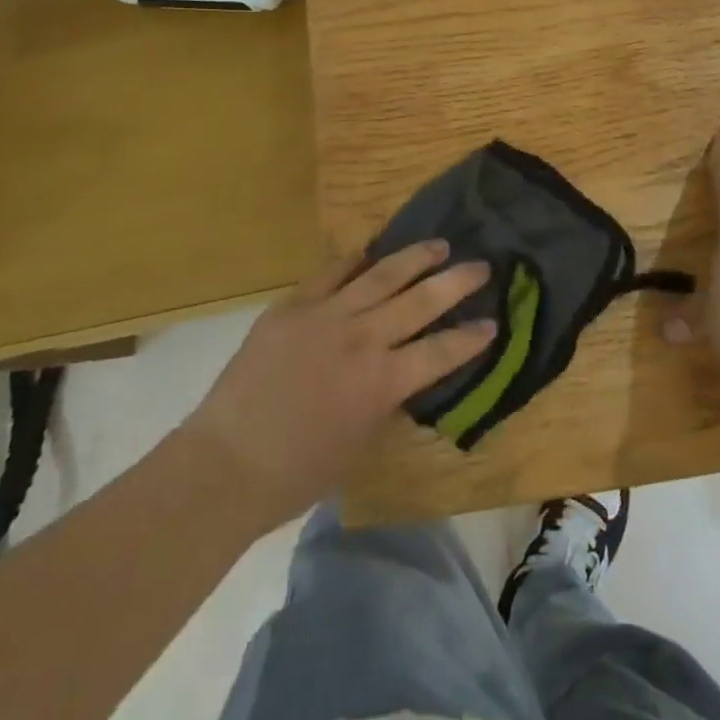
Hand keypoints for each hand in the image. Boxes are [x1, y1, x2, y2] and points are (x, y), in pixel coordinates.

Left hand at [180, 241, 495, 524]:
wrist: (226, 463)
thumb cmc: (296, 474)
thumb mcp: (358, 443)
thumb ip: (383, 401)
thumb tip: (398, 373)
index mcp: (382, 383)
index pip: (440, 352)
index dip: (470, 337)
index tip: (493, 322)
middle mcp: (362, 340)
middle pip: (419, 302)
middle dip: (455, 282)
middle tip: (480, 266)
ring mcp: (326, 316)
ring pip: (380, 275)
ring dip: (414, 259)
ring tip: (438, 245)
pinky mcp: (293, 306)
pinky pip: (330, 273)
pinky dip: (353, 260)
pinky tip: (369, 250)